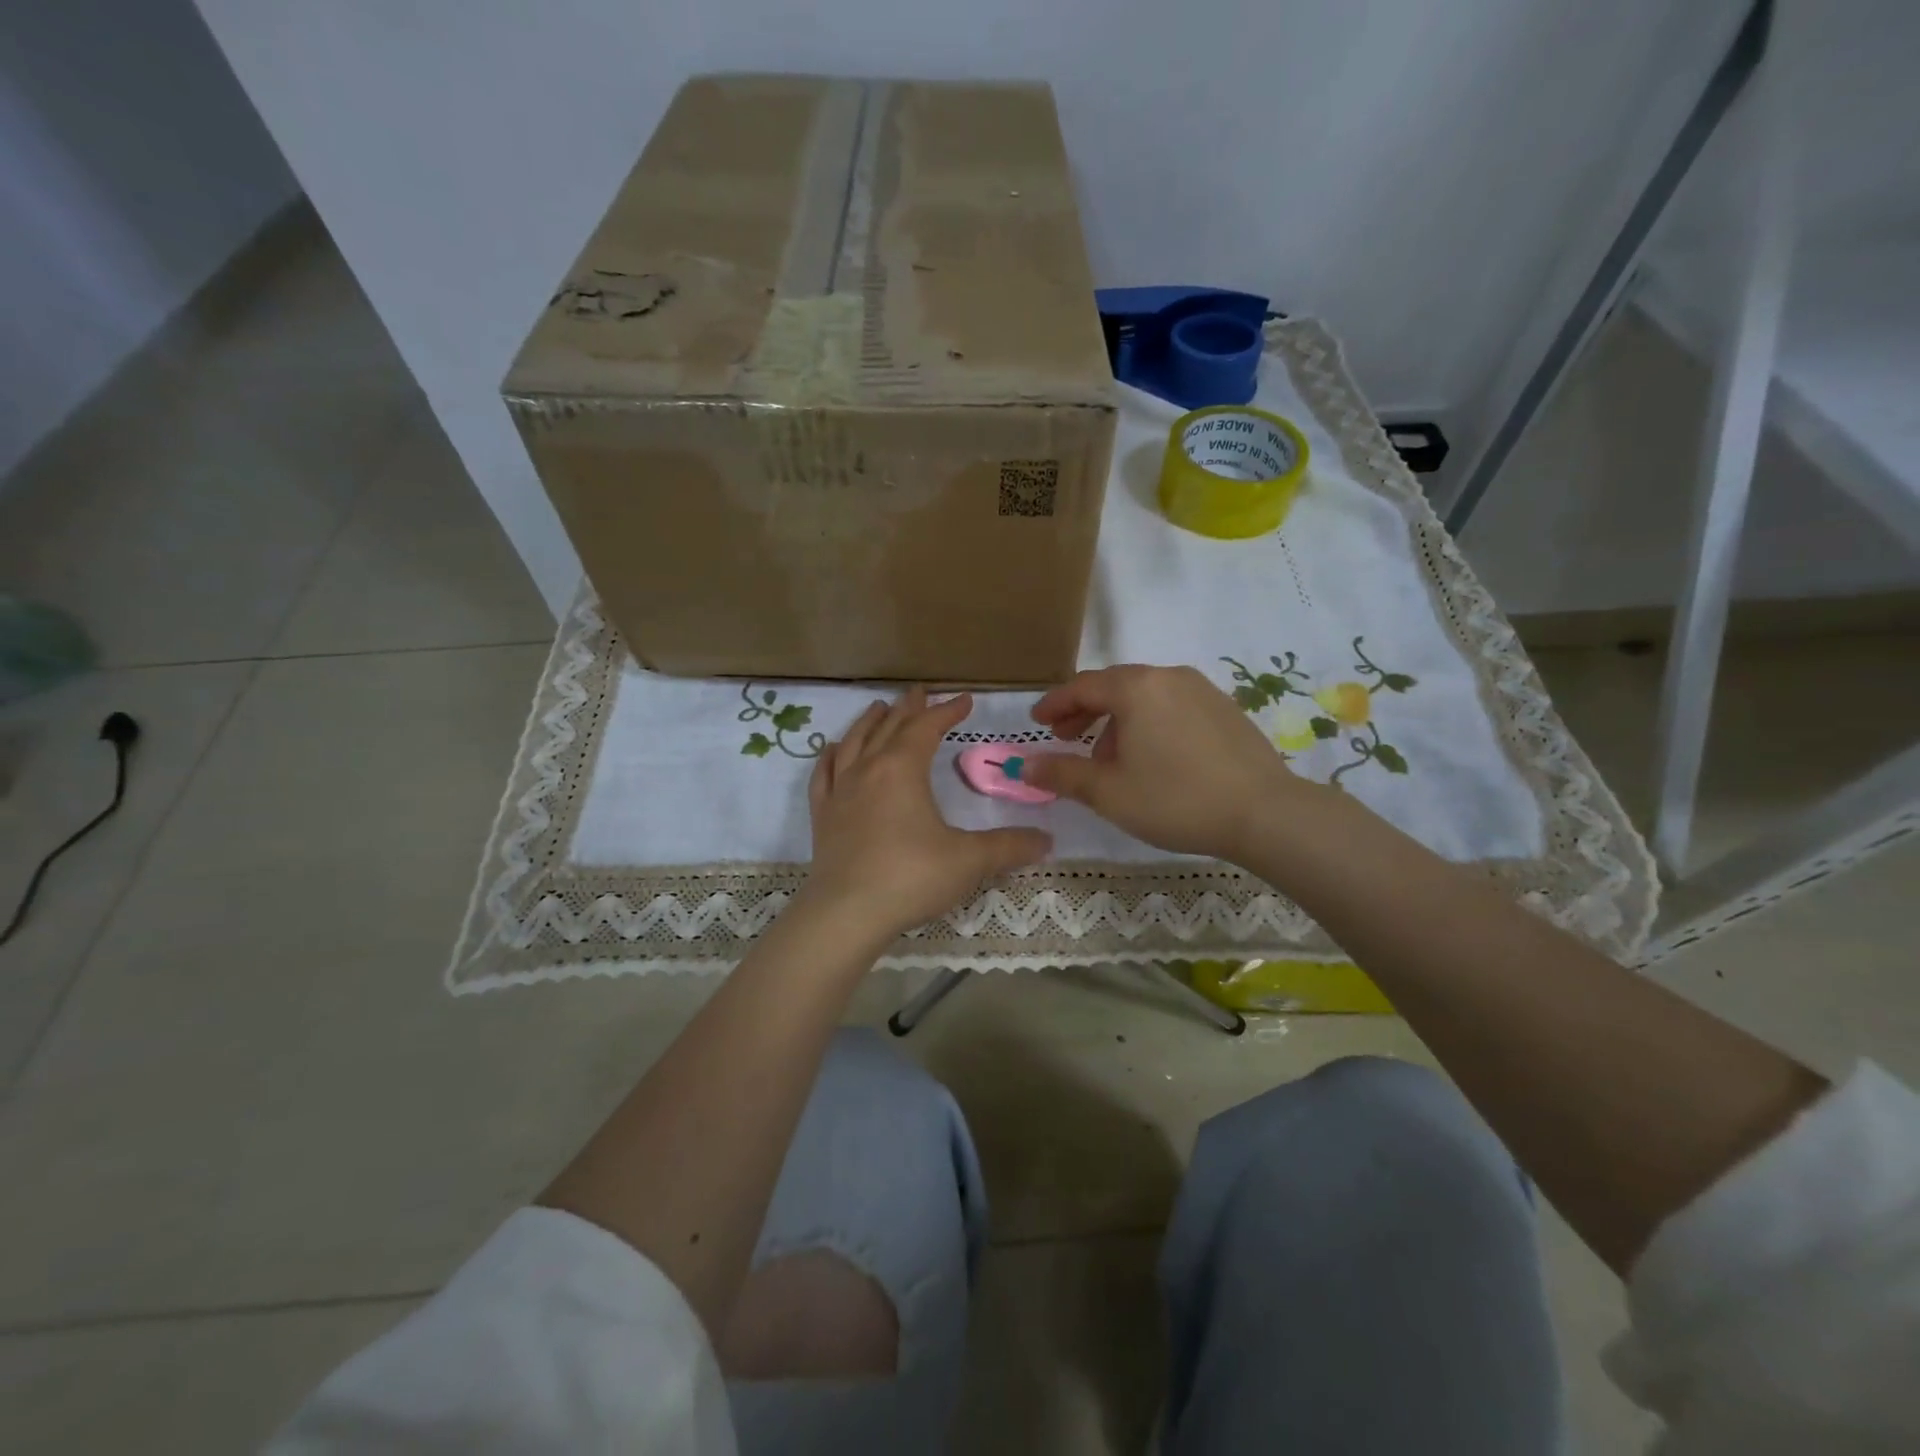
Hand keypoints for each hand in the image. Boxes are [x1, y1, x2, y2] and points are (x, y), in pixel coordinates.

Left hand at [802, 688, 1051, 941]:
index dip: (947, 711)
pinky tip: (832, 751)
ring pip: (853, 743)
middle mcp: (868, 770)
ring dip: (869, 723)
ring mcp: (840, 792)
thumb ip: (1010, 847)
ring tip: (879, 709)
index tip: (964, 700)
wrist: (847, 913)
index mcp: (902, 769)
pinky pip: (824, 775)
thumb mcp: (969, 860)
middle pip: (889, 728)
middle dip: (908, 709)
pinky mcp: (823, 816)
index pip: (927, 728)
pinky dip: (830, 757)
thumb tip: (1048, 841)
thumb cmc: (911, 877)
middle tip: (919, 693)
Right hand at [1024, 665, 1306, 860]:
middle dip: (1084, 711)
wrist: (1264, 813)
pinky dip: (1148, 723)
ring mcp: (1201, 689)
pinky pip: (1171, 705)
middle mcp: (1168, 677)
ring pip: (1144, 696)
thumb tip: (1024, 767)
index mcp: (1136, 688)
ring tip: (1109, 759)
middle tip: (1065, 739)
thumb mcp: (1109, 792)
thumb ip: (1061, 774)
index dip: (1054, 704)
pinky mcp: (1225, 708)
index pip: (1082, 686)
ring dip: (1117, 720)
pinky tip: (1151, 758)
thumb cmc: (1176, 800)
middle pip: (1114, 686)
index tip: (1037, 722)